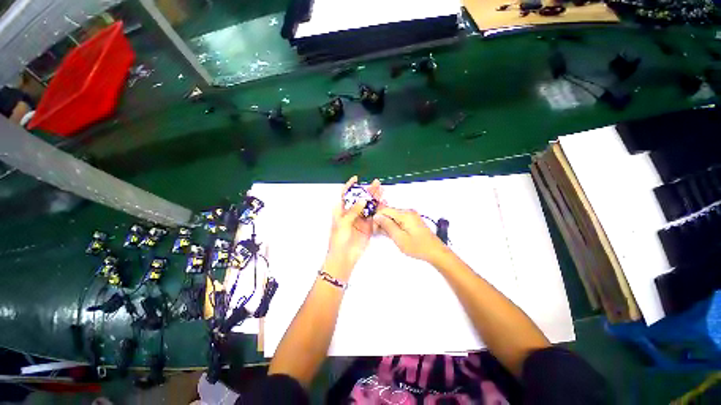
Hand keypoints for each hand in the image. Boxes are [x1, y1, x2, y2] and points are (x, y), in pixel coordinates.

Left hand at [326, 176, 381, 279]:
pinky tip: (383, 203)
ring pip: (368, 206)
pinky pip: (374, 216)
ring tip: (381, 190)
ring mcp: (360, 219)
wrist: (344, 258)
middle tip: (376, 183)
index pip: (345, 195)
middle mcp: (351, 213)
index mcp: (341, 211)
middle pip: (360, 199)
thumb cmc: (338, 240)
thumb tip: (363, 200)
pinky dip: (378, 210)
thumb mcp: (343, 223)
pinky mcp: (368, 226)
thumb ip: (353, 211)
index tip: (356, 178)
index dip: (350, 186)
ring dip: (374, 198)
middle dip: (367, 191)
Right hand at [373, 207, 447, 262]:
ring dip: (388, 224)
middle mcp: (408, 211)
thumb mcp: (399, 238)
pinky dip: (394, 225)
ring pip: (393, 216)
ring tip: (387, 235)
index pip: (384, 210)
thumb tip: (376, 216)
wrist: (436, 252)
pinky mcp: (413, 220)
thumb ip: (387, 226)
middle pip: (389, 212)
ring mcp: (411, 215)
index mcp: (404, 214)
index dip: (377, 218)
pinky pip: (399, 219)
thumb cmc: (417, 247)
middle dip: (382, 221)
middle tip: (380, 233)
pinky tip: (394, 234)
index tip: (374, 229)